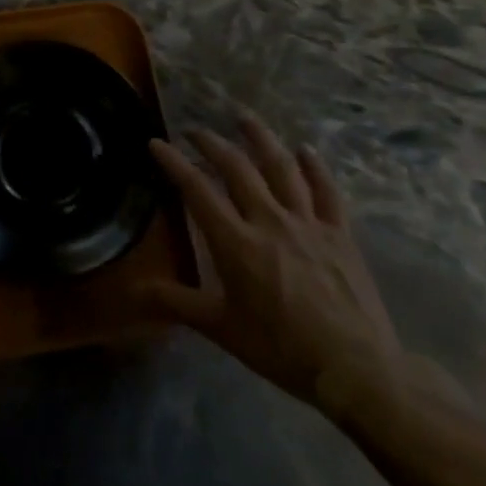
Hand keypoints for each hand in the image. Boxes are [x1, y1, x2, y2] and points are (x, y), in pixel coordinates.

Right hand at [147, 114, 401, 409]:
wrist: (355, 369)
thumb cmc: (281, 348)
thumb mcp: (221, 328)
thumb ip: (175, 302)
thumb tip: (130, 291)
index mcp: (235, 242)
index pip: (196, 189)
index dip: (173, 162)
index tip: (156, 142)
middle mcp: (269, 220)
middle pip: (236, 168)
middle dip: (211, 143)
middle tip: (195, 130)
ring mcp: (308, 223)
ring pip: (281, 167)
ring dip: (260, 138)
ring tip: (243, 117)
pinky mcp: (340, 234)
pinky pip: (326, 191)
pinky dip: (315, 167)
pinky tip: (305, 150)